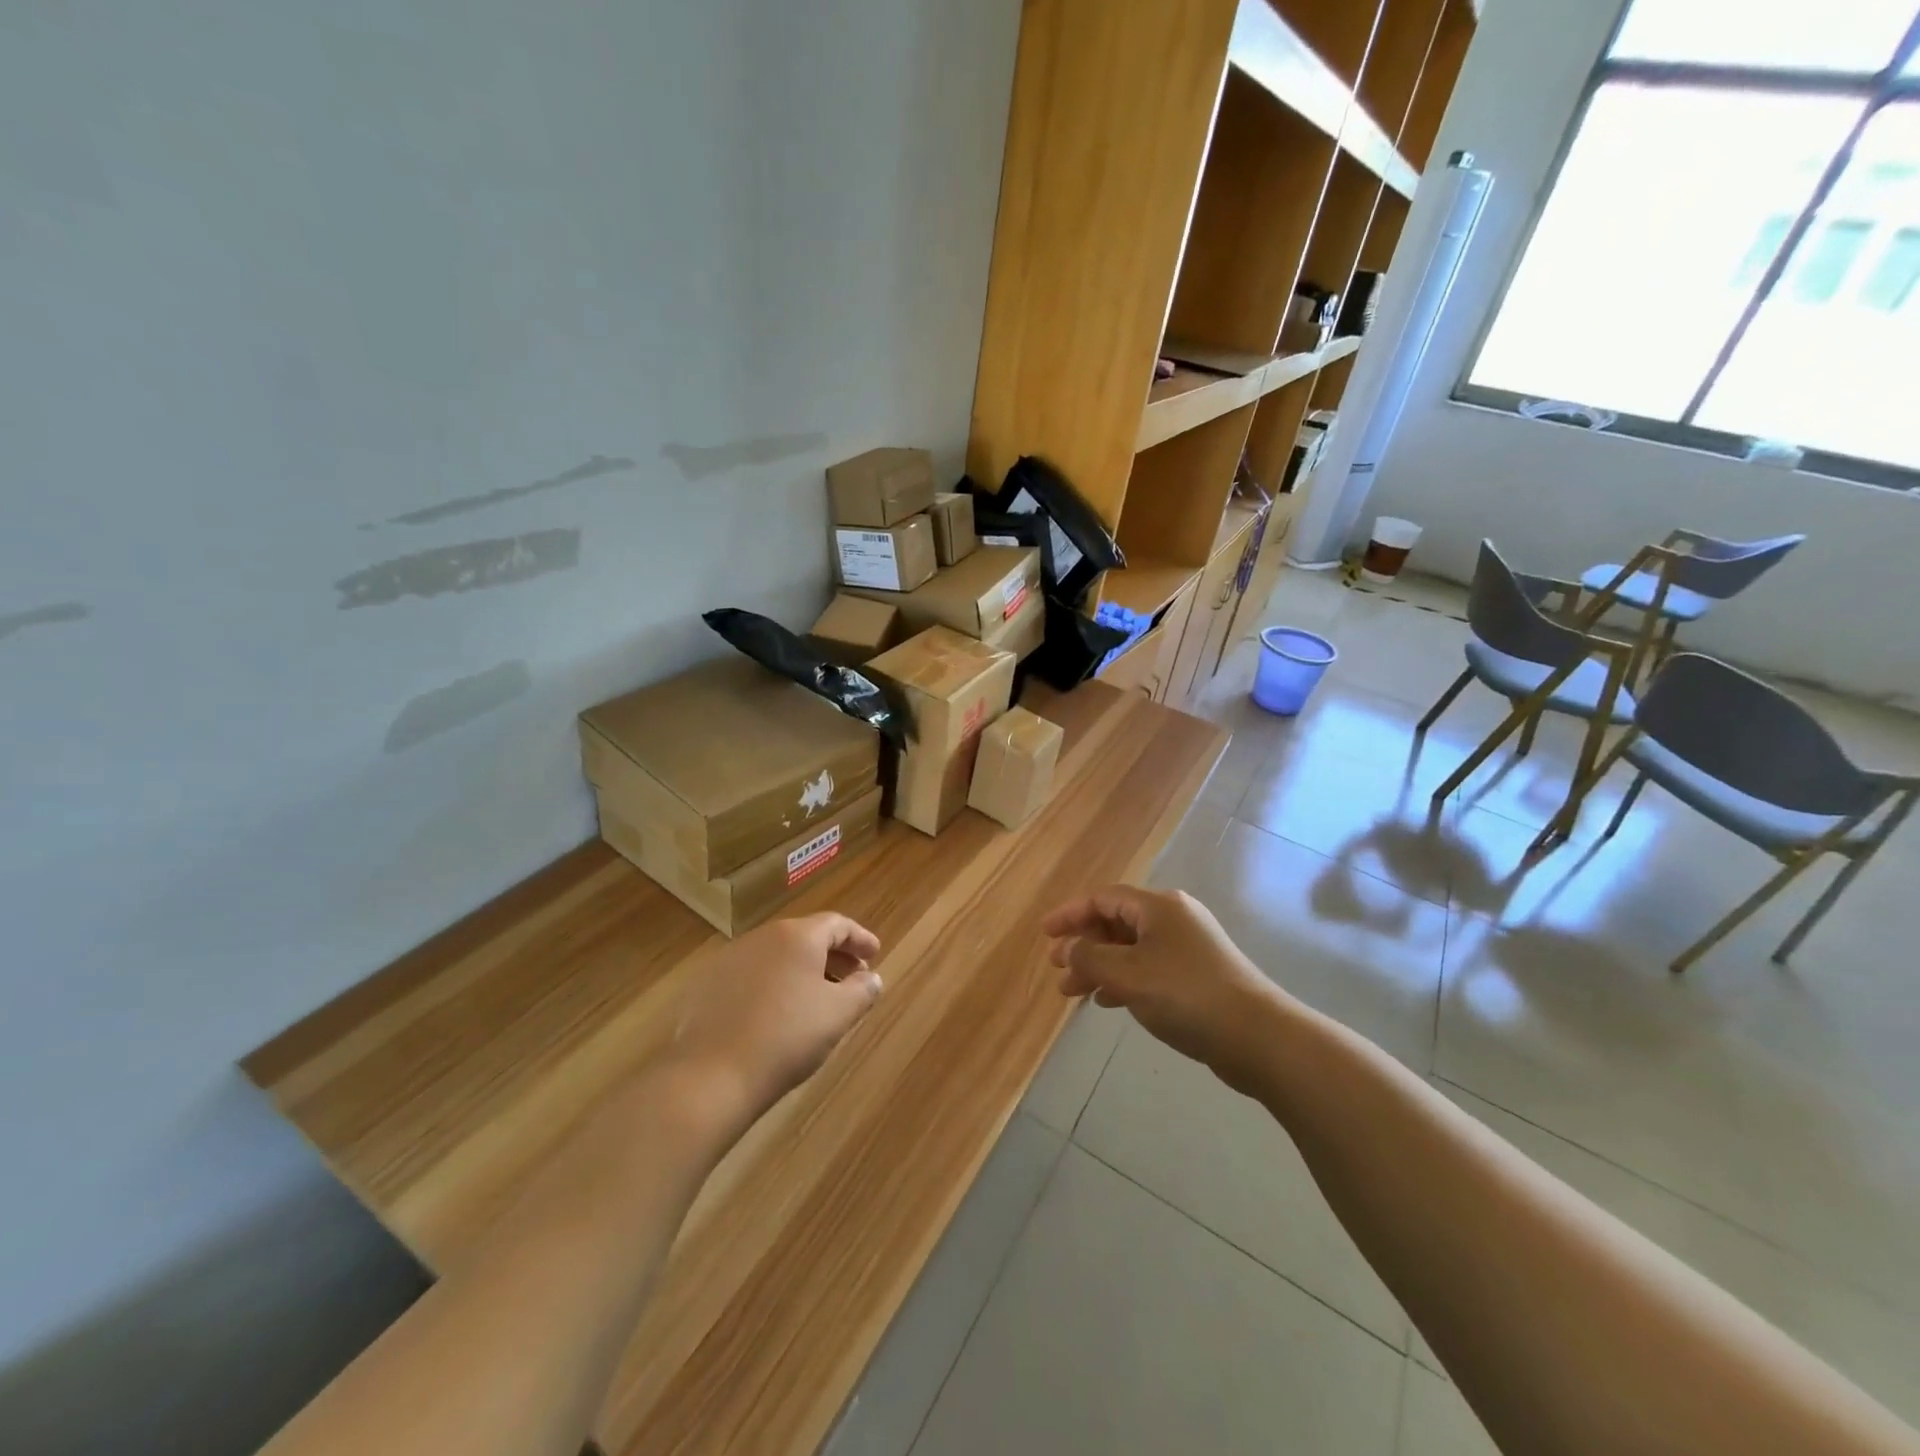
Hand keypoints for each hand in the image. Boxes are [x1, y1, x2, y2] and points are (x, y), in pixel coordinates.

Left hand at [668, 913, 883, 1119]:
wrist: (711, 1076)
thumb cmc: (787, 1037)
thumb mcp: (838, 1015)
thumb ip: (862, 991)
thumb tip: (871, 978)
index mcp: (797, 936)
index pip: (837, 924)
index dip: (860, 938)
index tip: (875, 954)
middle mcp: (762, 936)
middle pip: (806, 936)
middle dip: (833, 955)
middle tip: (852, 978)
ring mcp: (730, 959)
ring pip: (777, 956)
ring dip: (802, 970)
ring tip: (817, 998)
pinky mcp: (707, 985)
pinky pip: (752, 975)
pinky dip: (773, 984)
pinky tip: (777, 1013)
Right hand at [1043, 887, 1283, 1093]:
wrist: (1257, 1036)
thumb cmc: (1185, 994)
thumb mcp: (1127, 974)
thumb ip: (1089, 958)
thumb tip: (1068, 949)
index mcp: (1157, 906)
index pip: (1102, 899)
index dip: (1069, 914)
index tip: (1044, 934)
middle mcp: (1173, 918)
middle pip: (1116, 922)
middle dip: (1083, 944)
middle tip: (1057, 968)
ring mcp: (1187, 947)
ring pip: (1130, 949)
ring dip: (1099, 966)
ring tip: (1072, 993)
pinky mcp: (1196, 975)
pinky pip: (1147, 968)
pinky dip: (1122, 980)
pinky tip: (1106, 1002)